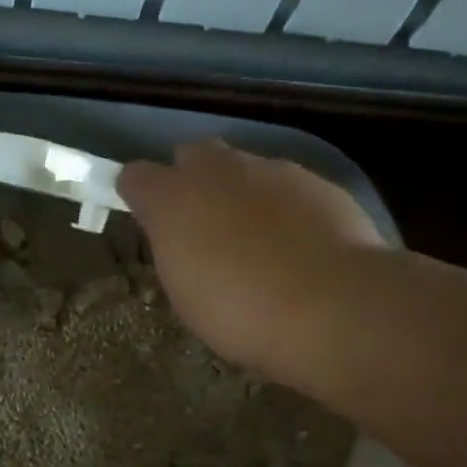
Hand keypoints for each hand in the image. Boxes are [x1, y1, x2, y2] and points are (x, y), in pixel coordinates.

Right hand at [117, 140, 383, 379]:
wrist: (331, 306)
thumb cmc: (239, 311)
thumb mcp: (185, 293)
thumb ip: (176, 251)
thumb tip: (183, 239)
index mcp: (173, 199)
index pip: (135, 176)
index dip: (140, 195)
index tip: (147, 220)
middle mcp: (218, 170)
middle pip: (193, 155)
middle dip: (192, 181)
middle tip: (202, 225)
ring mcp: (272, 170)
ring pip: (244, 168)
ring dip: (241, 193)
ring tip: (256, 241)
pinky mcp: (318, 181)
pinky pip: (287, 187)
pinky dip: (283, 208)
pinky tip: (297, 245)